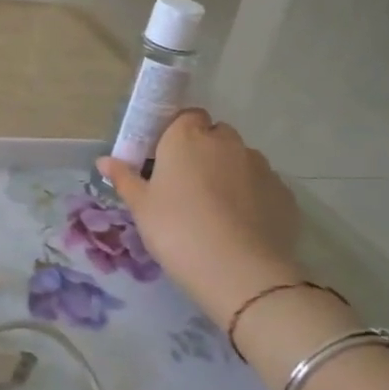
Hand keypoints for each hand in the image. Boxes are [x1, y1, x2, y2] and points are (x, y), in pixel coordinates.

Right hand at [96, 111, 300, 321]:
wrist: (240, 273)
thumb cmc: (177, 231)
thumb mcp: (141, 208)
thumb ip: (124, 178)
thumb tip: (104, 160)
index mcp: (187, 138)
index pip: (186, 116)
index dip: (177, 133)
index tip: (166, 158)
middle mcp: (226, 142)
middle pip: (215, 135)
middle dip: (204, 151)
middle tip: (187, 184)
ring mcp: (260, 166)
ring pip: (241, 159)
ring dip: (229, 172)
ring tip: (217, 208)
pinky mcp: (284, 193)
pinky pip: (262, 186)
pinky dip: (252, 196)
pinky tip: (242, 225)